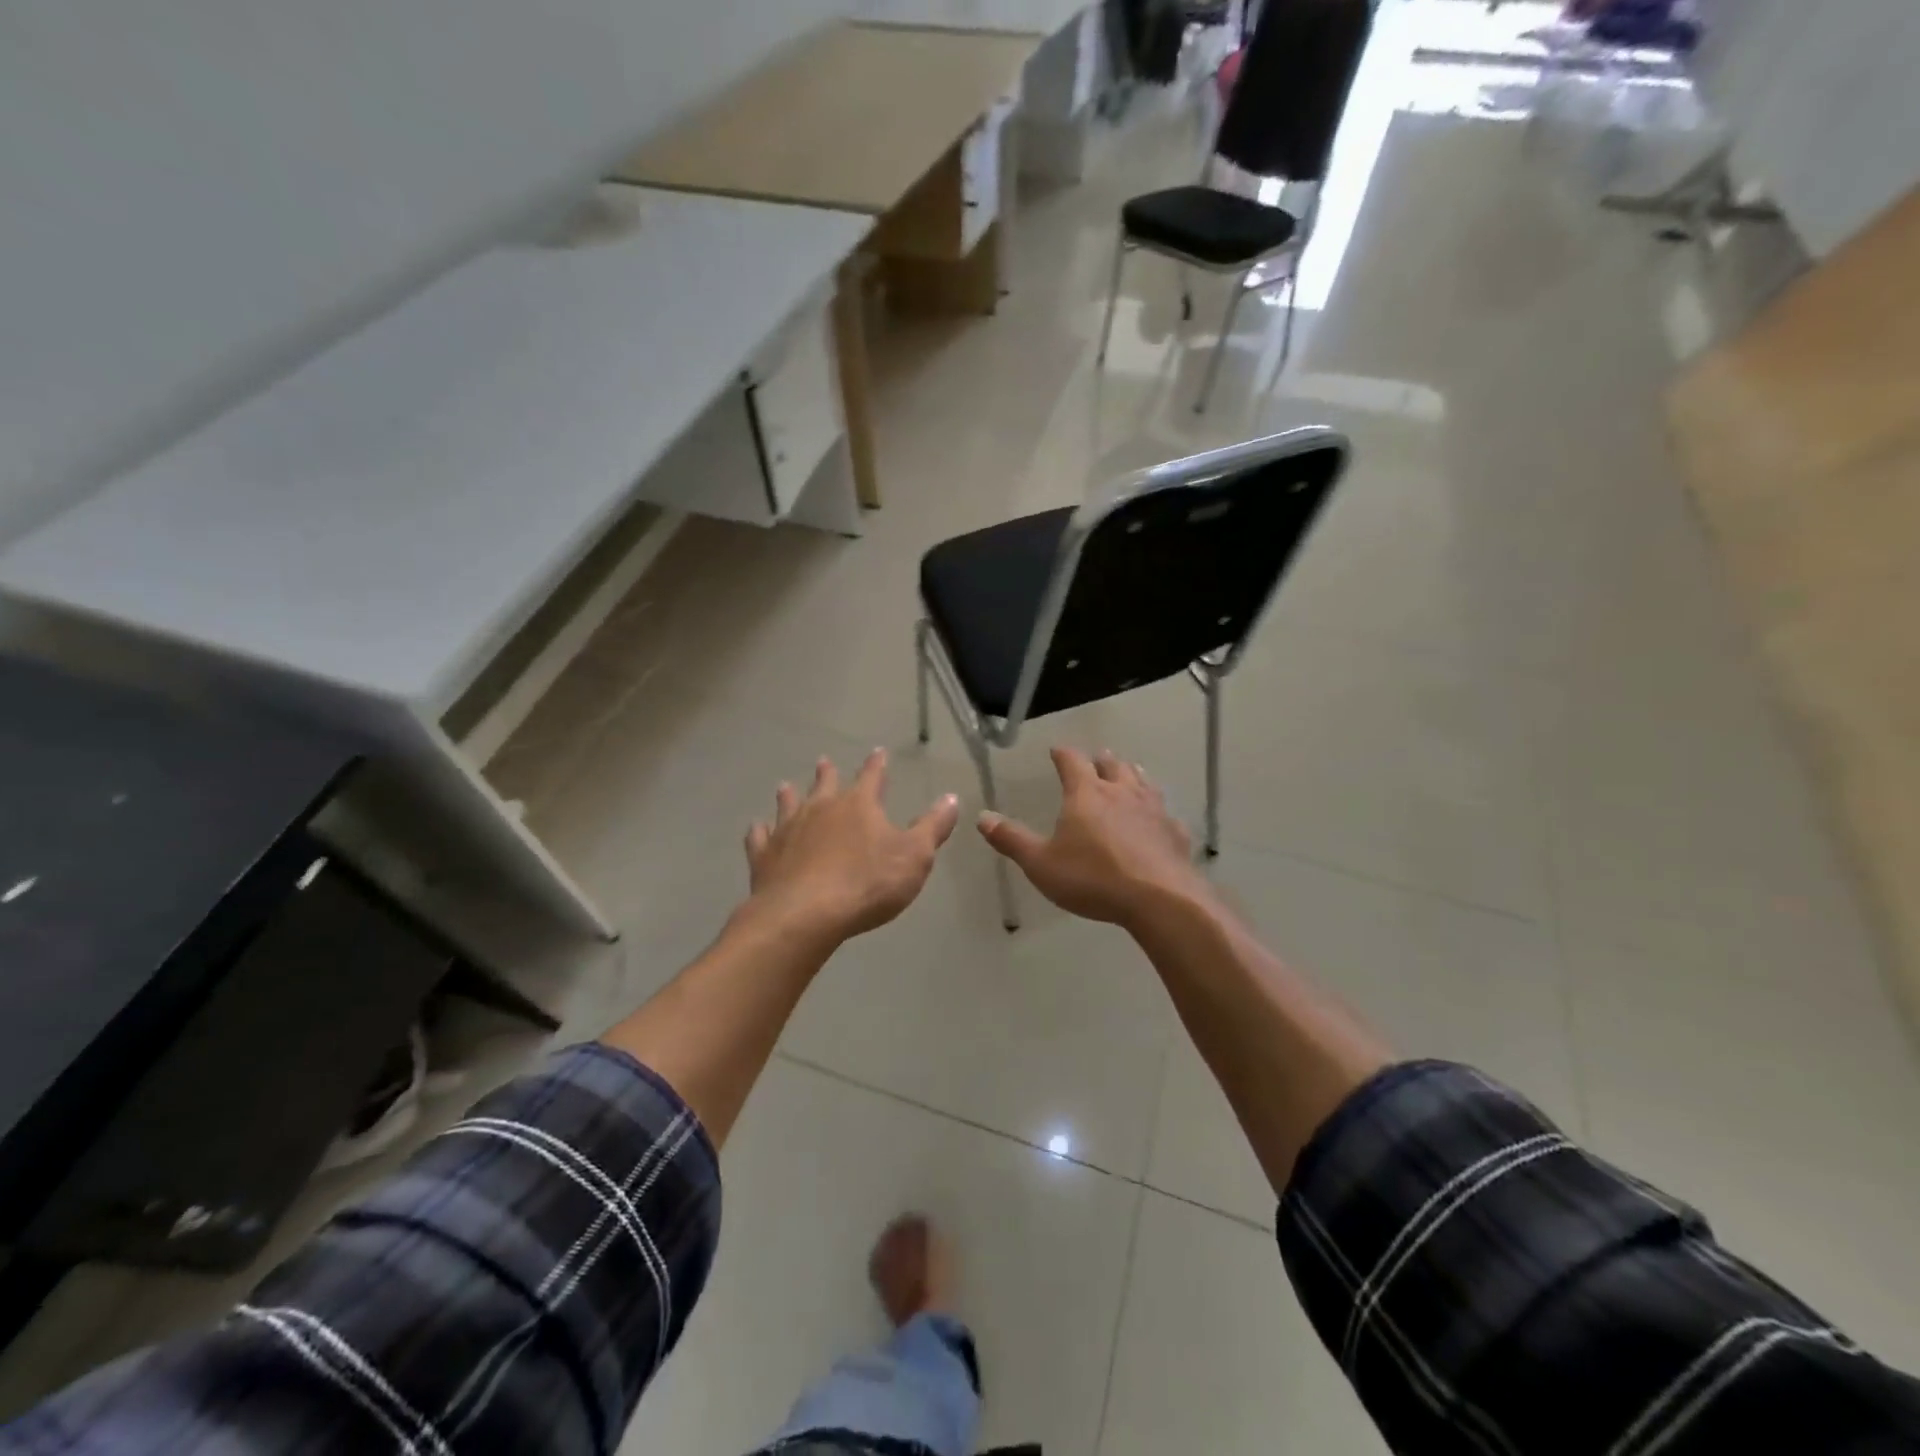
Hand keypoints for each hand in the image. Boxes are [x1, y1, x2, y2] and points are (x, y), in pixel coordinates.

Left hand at [744, 750, 959, 944]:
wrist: (805, 915)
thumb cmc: (867, 884)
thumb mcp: (915, 857)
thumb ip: (933, 827)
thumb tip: (951, 798)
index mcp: (859, 805)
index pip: (872, 776)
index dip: (877, 764)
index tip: (878, 752)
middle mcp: (821, 808)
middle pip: (824, 784)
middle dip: (827, 773)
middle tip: (823, 761)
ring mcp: (788, 830)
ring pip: (788, 804)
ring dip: (789, 795)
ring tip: (786, 787)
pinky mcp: (764, 856)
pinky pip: (759, 838)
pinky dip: (759, 832)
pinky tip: (757, 829)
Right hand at [977, 748, 1210, 927]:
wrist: (1159, 898)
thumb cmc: (1092, 878)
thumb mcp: (1041, 863)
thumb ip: (1012, 839)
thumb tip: (982, 817)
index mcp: (1086, 793)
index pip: (1072, 761)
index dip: (1063, 754)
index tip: (1057, 751)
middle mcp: (1121, 791)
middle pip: (1112, 765)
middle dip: (1102, 760)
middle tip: (1097, 759)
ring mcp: (1153, 809)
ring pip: (1143, 781)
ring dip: (1132, 774)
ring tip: (1129, 773)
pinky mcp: (1175, 831)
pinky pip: (1165, 812)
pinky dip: (1157, 810)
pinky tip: (1158, 819)